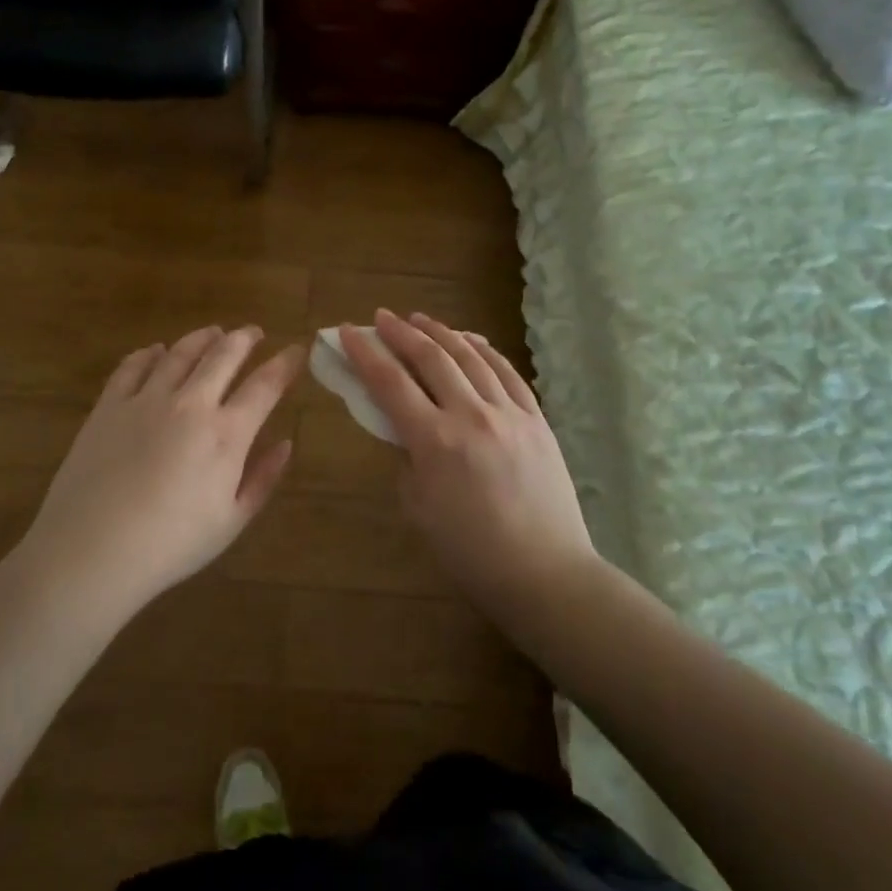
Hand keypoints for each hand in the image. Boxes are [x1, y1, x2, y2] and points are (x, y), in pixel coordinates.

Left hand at [20, 326, 303, 616]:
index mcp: (226, 434)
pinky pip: (133, 365)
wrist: (91, 550)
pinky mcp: (109, 405)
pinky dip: (150, 353)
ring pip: (180, 352)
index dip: (285, 363)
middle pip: (223, 355)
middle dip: (245, 339)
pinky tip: (157, 351)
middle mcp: (190, 404)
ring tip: (214, 333)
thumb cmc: (170, 545)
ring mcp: (146, 400)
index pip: (265, 385)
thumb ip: (263, 479)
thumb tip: (286, 443)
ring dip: (202, 338)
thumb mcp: (231, 521)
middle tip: (254, 333)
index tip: (296, 350)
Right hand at [341, 311, 597, 629]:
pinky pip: (507, 372)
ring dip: (441, 332)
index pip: (390, 383)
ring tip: (420, 319)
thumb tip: (406, 430)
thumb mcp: (419, 508)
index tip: (347, 331)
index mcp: (435, 442)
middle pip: (430, 358)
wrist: (544, 573)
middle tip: (381, 318)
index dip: (365, 353)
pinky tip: (470, 340)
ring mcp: (509, 413)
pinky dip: (484, 350)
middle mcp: (471, 416)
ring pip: (470, 356)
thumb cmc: (471, 552)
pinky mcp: (536, 419)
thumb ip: (407, 459)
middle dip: (400, 332)